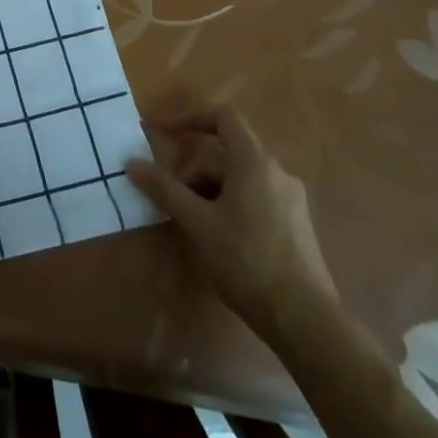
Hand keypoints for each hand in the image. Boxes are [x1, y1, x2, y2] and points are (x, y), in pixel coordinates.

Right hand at [126, 105, 334, 335]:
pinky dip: (231, 207)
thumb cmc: (246, 260)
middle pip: (226, 155)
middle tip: (174, 201)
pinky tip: (220, 241)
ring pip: (240, 180)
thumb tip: (132, 162)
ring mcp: (291, 201)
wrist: (305, 319)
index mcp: (255, 162)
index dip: (190, 118)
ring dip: (210, 192)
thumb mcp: (197, 223)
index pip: (223, 117)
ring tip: (193, 226)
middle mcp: (277, 173)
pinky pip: (256, 200)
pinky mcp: (297, 227)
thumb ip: (164, 189)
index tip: (163, 134)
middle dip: (194, 172)